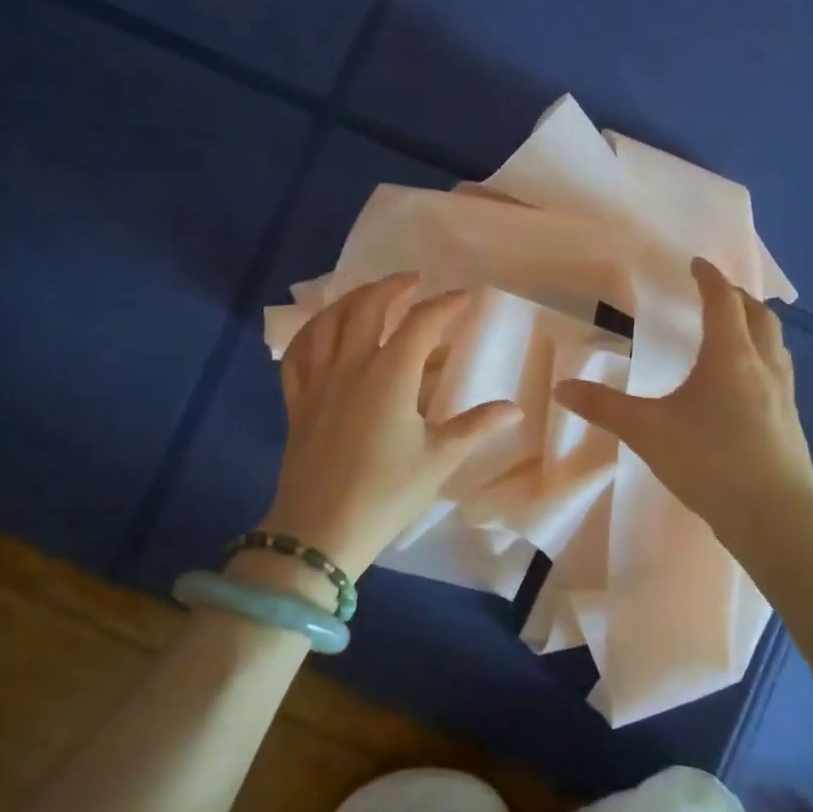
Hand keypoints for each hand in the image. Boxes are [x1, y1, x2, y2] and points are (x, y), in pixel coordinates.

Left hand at [257, 274, 520, 580]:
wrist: (320, 530)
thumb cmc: (386, 494)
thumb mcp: (439, 459)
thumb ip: (476, 426)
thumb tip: (514, 408)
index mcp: (390, 376)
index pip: (421, 324)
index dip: (444, 304)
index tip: (464, 296)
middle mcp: (351, 366)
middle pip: (368, 308)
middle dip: (392, 287)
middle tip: (413, 281)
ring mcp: (319, 381)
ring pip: (329, 322)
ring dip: (351, 300)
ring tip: (369, 294)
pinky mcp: (297, 401)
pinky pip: (298, 353)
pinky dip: (312, 332)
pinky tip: (323, 330)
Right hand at [553, 257, 812, 542]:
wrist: (774, 516)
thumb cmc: (709, 461)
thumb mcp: (647, 431)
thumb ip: (604, 407)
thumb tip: (561, 388)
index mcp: (730, 355)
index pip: (722, 300)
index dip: (709, 278)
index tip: (697, 264)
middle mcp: (762, 365)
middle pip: (758, 316)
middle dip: (737, 298)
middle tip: (716, 294)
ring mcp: (783, 394)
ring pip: (774, 344)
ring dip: (755, 327)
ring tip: (735, 332)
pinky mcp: (790, 421)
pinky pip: (778, 372)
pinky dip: (762, 359)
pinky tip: (746, 385)